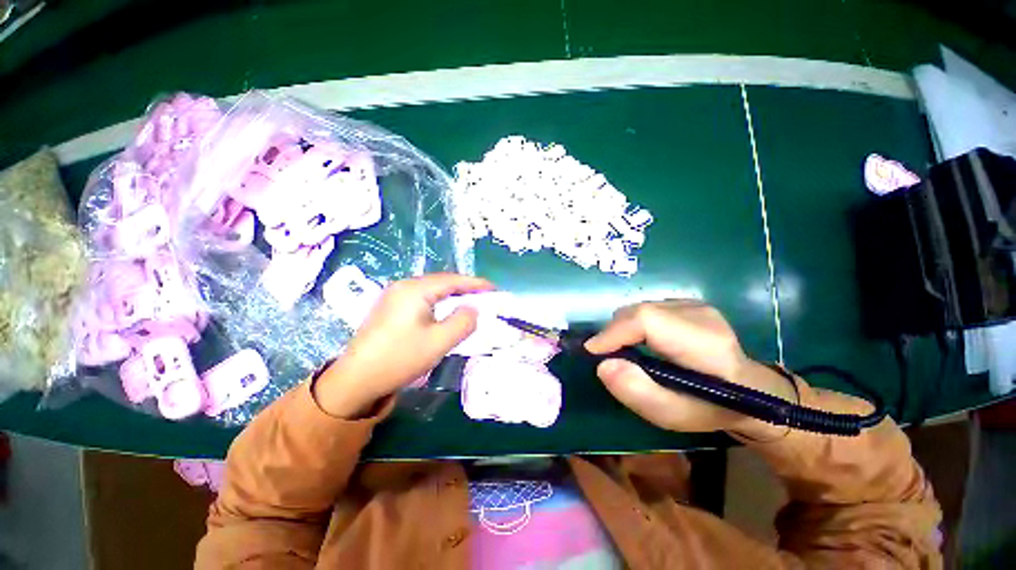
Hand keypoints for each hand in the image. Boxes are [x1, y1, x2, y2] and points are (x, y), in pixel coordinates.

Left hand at [314, 273, 493, 417]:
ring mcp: (394, 295)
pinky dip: (439, 303)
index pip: (453, 280)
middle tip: (485, 298)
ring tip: (470, 304)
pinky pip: (423, 299)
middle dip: (465, 289)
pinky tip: (445, 313)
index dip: (476, 283)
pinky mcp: (391, 307)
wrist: (356, 379)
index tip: (495, 288)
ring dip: (452, 296)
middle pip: (442, 282)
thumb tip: (473, 309)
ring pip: (432, 290)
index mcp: (415, 289)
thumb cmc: (400, 358)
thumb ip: (463, 322)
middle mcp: (403, 286)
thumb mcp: (439, 342)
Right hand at [584, 300, 795, 435]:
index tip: (593, 351)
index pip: (647, 320)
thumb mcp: (677, 416)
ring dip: (623, 329)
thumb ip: (640, 393)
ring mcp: (694, 304)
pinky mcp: (687, 303)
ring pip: (639, 308)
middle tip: (608, 356)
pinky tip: (643, 343)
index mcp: (706, 343)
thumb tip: (603, 365)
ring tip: (626, 352)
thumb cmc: (713, 408)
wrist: (750, 388)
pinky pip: (646, 308)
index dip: (614, 332)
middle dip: (614, 332)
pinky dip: (633, 325)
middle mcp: (700, 313)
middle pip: (639, 311)